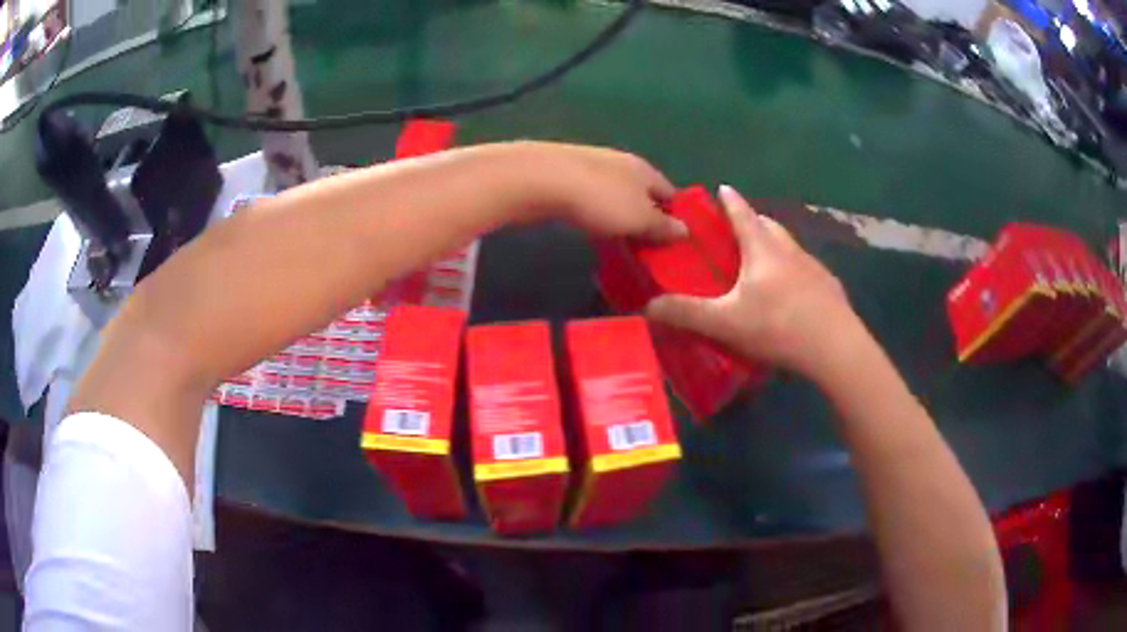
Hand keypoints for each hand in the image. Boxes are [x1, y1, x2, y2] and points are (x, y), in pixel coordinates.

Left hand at [499, 142, 686, 239]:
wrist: (540, 180)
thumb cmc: (599, 199)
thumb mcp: (639, 218)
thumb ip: (662, 226)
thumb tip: (685, 230)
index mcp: (645, 170)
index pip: (671, 193)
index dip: (676, 216)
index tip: (676, 242)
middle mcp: (622, 163)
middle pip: (643, 193)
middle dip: (647, 218)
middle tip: (649, 250)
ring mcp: (592, 168)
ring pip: (617, 196)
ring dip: (622, 217)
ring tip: (624, 245)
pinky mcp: (567, 178)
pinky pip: (593, 200)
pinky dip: (598, 215)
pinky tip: (594, 230)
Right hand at [645, 185, 861, 380]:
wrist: (835, 348)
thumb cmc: (778, 327)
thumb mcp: (725, 323)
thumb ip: (686, 313)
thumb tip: (647, 307)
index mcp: (763, 249)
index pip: (743, 214)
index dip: (730, 200)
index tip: (723, 187)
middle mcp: (790, 250)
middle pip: (769, 225)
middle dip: (753, 221)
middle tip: (738, 230)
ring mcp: (814, 268)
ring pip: (789, 247)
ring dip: (774, 246)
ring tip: (762, 263)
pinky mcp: (829, 288)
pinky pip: (806, 269)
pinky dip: (793, 271)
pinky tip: (790, 294)